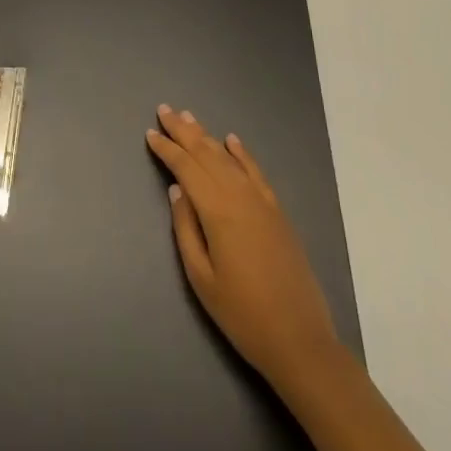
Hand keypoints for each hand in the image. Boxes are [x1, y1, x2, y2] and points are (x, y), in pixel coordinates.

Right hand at [145, 104, 343, 392]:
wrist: (300, 340)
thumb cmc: (242, 314)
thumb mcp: (202, 278)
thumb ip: (186, 229)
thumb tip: (177, 190)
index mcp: (217, 211)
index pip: (186, 168)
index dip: (166, 149)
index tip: (150, 133)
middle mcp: (239, 195)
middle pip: (206, 154)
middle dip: (183, 131)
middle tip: (164, 110)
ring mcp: (262, 201)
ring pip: (228, 158)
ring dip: (207, 136)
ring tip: (189, 118)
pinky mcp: (277, 211)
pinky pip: (255, 171)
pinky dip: (241, 153)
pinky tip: (232, 141)